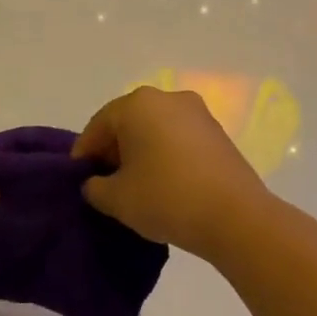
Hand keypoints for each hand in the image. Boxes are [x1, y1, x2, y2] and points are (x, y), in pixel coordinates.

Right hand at [72, 87, 271, 255]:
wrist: (236, 217)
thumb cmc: (166, 198)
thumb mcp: (115, 199)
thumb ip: (94, 187)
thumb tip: (96, 183)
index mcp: (137, 104)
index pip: (98, 126)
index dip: (84, 154)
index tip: (80, 180)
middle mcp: (167, 98)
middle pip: (127, 123)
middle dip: (113, 151)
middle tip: (105, 183)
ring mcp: (197, 113)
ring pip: (154, 130)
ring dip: (140, 153)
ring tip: (135, 186)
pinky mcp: (218, 133)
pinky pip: (178, 139)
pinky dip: (165, 156)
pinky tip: (163, 184)